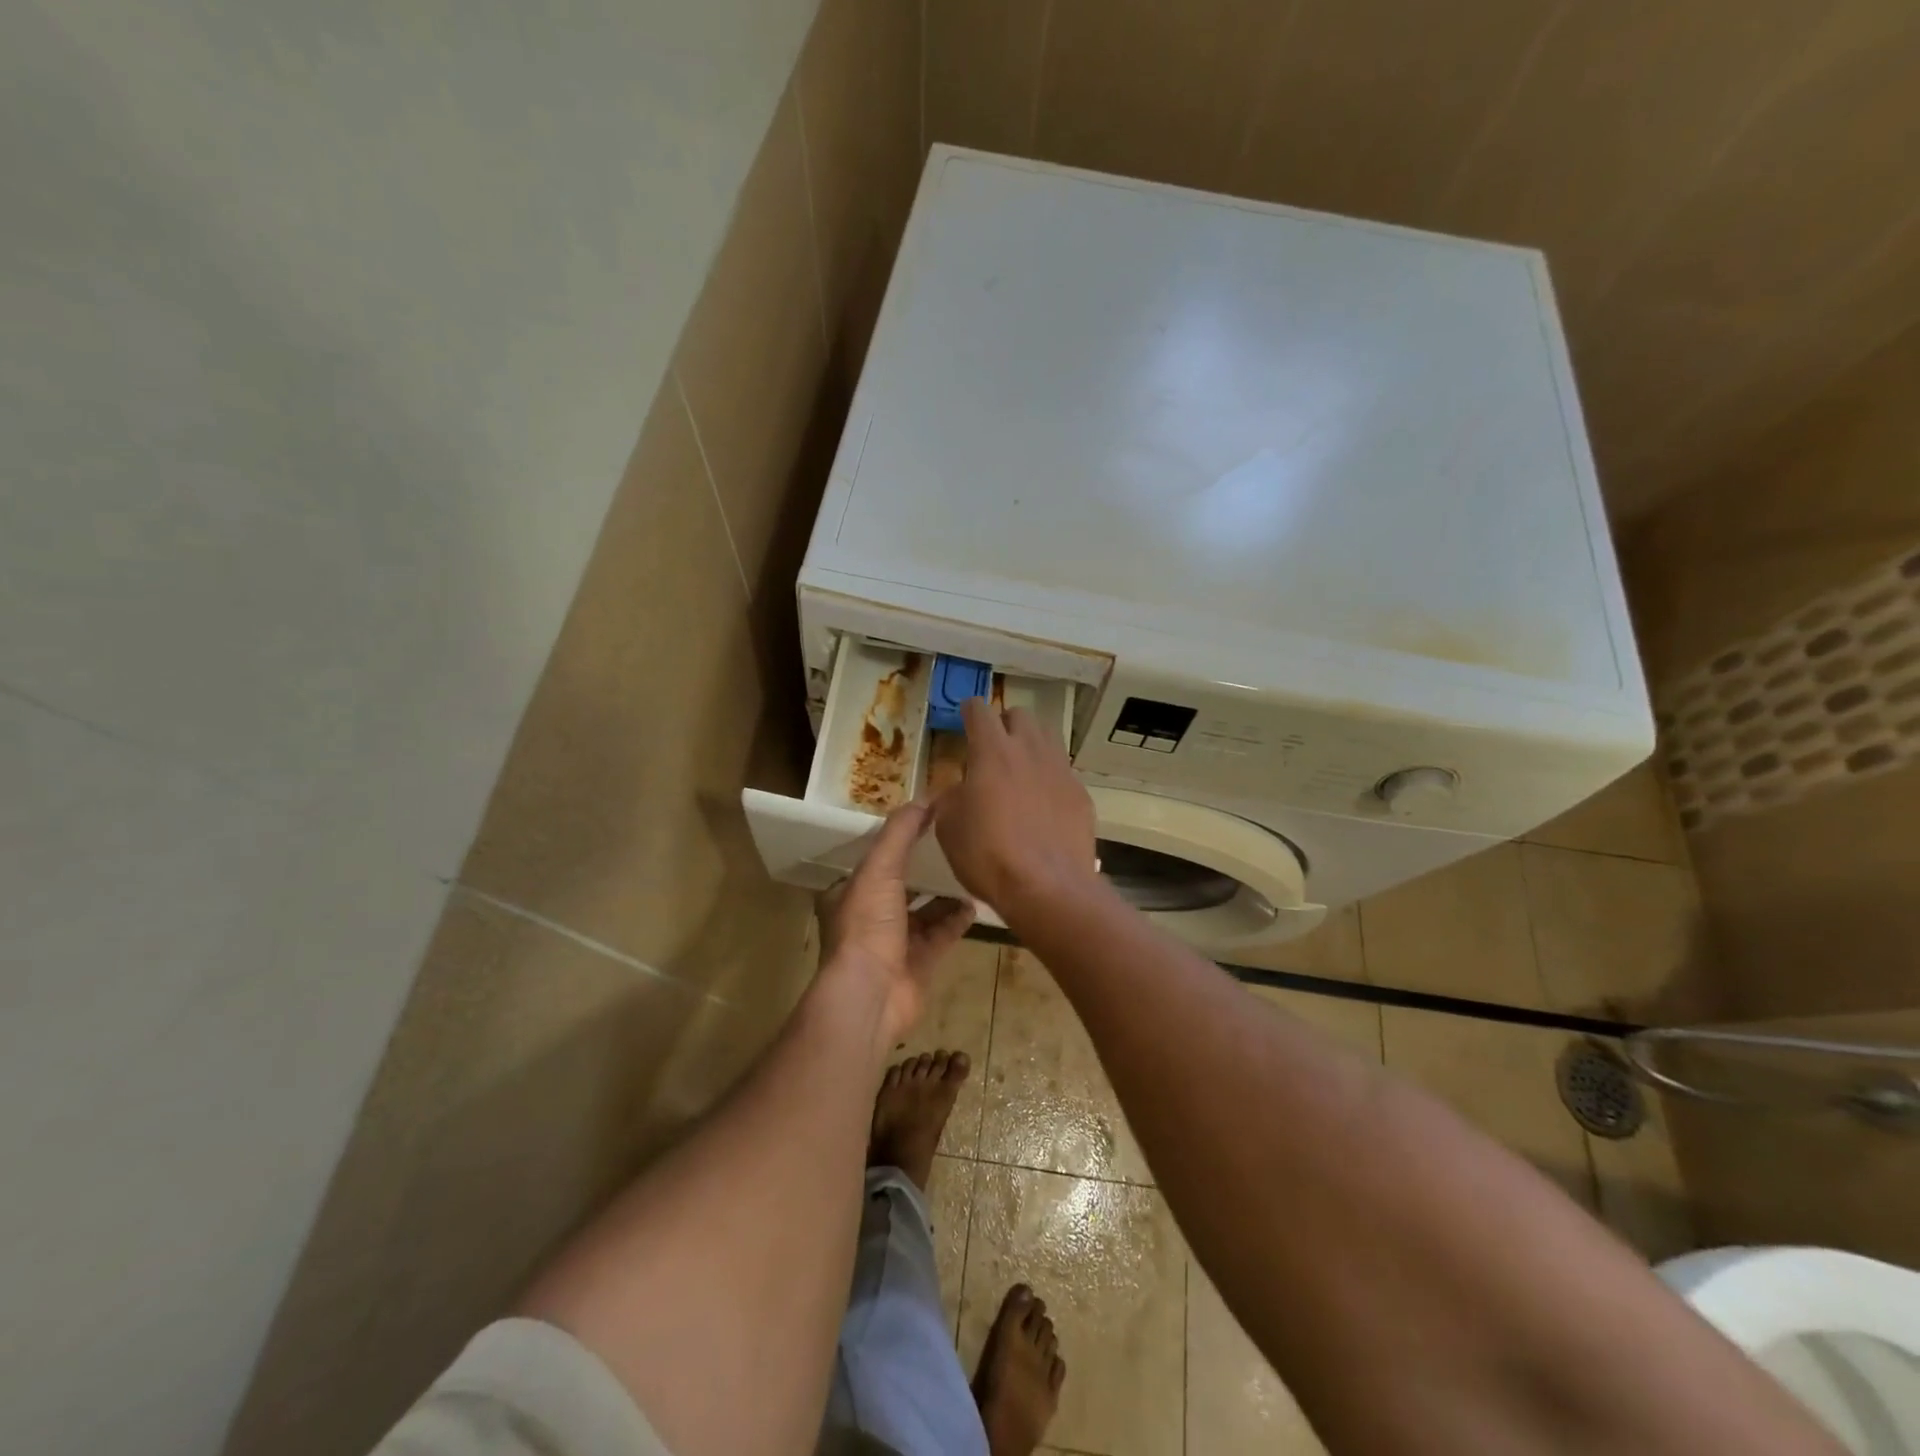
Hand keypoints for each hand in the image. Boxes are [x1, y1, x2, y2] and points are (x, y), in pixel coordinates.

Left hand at [818, 799, 974, 1047]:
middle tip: (954, 844)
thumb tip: (925, 798)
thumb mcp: (879, 869)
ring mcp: (895, 943)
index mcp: (850, 893)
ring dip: (945, 894)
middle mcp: (870, 917)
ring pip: (925, 911)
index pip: (874, 860)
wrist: (871, 994)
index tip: (924, 822)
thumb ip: (900, 833)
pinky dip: (957, 919)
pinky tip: (975, 903)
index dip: (897, 841)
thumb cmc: (867, 925)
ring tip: (970, 870)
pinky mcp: (920, 963)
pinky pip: (942, 934)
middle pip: (901, 885)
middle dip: (924, 868)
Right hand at [933, 697, 1097, 914]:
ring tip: (1020, 772)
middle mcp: (1030, 750)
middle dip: (1005, 725)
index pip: (979, 710)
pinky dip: (1049, 779)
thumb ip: (951, 797)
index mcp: (992, 751)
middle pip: (1020, 716)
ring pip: (1047, 738)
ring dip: (1031, 746)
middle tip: (993, 750)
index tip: (964, 721)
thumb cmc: (988, 855)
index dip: (969, 712)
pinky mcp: (1081, 794)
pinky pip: (1063, 772)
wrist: (1047, 888)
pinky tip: (1042, 806)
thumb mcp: (949, 827)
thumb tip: (960, 790)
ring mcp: (1060, 770)